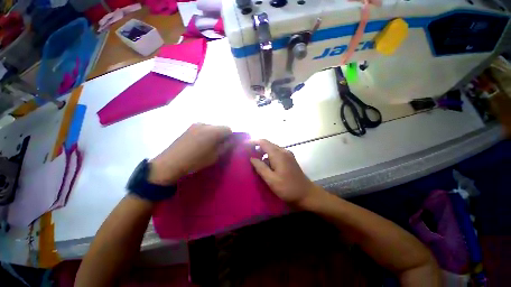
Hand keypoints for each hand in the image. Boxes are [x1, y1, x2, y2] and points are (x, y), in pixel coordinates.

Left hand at [149, 123, 232, 184]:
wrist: (171, 162)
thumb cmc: (196, 160)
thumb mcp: (215, 156)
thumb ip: (226, 146)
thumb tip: (233, 141)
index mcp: (213, 131)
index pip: (229, 128)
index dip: (231, 136)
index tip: (228, 145)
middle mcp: (206, 124)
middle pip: (220, 127)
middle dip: (222, 135)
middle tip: (219, 146)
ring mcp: (196, 125)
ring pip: (211, 127)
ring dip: (214, 134)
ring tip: (208, 145)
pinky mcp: (189, 128)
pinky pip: (203, 128)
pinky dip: (206, 134)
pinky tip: (200, 143)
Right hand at [249, 139, 318, 206]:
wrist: (307, 194)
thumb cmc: (288, 188)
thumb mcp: (271, 180)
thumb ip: (260, 167)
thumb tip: (252, 158)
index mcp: (278, 154)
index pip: (263, 142)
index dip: (253, 142)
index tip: (245, 145)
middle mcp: (283, 151)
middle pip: (268, 144)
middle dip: (257, 147)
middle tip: (248, 154)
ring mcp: (288, 154)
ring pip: (272, 149)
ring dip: (263, 152)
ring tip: (255, 160)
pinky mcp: (290, 159)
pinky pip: (277, 153)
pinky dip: (269, 156)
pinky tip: (266, 164)